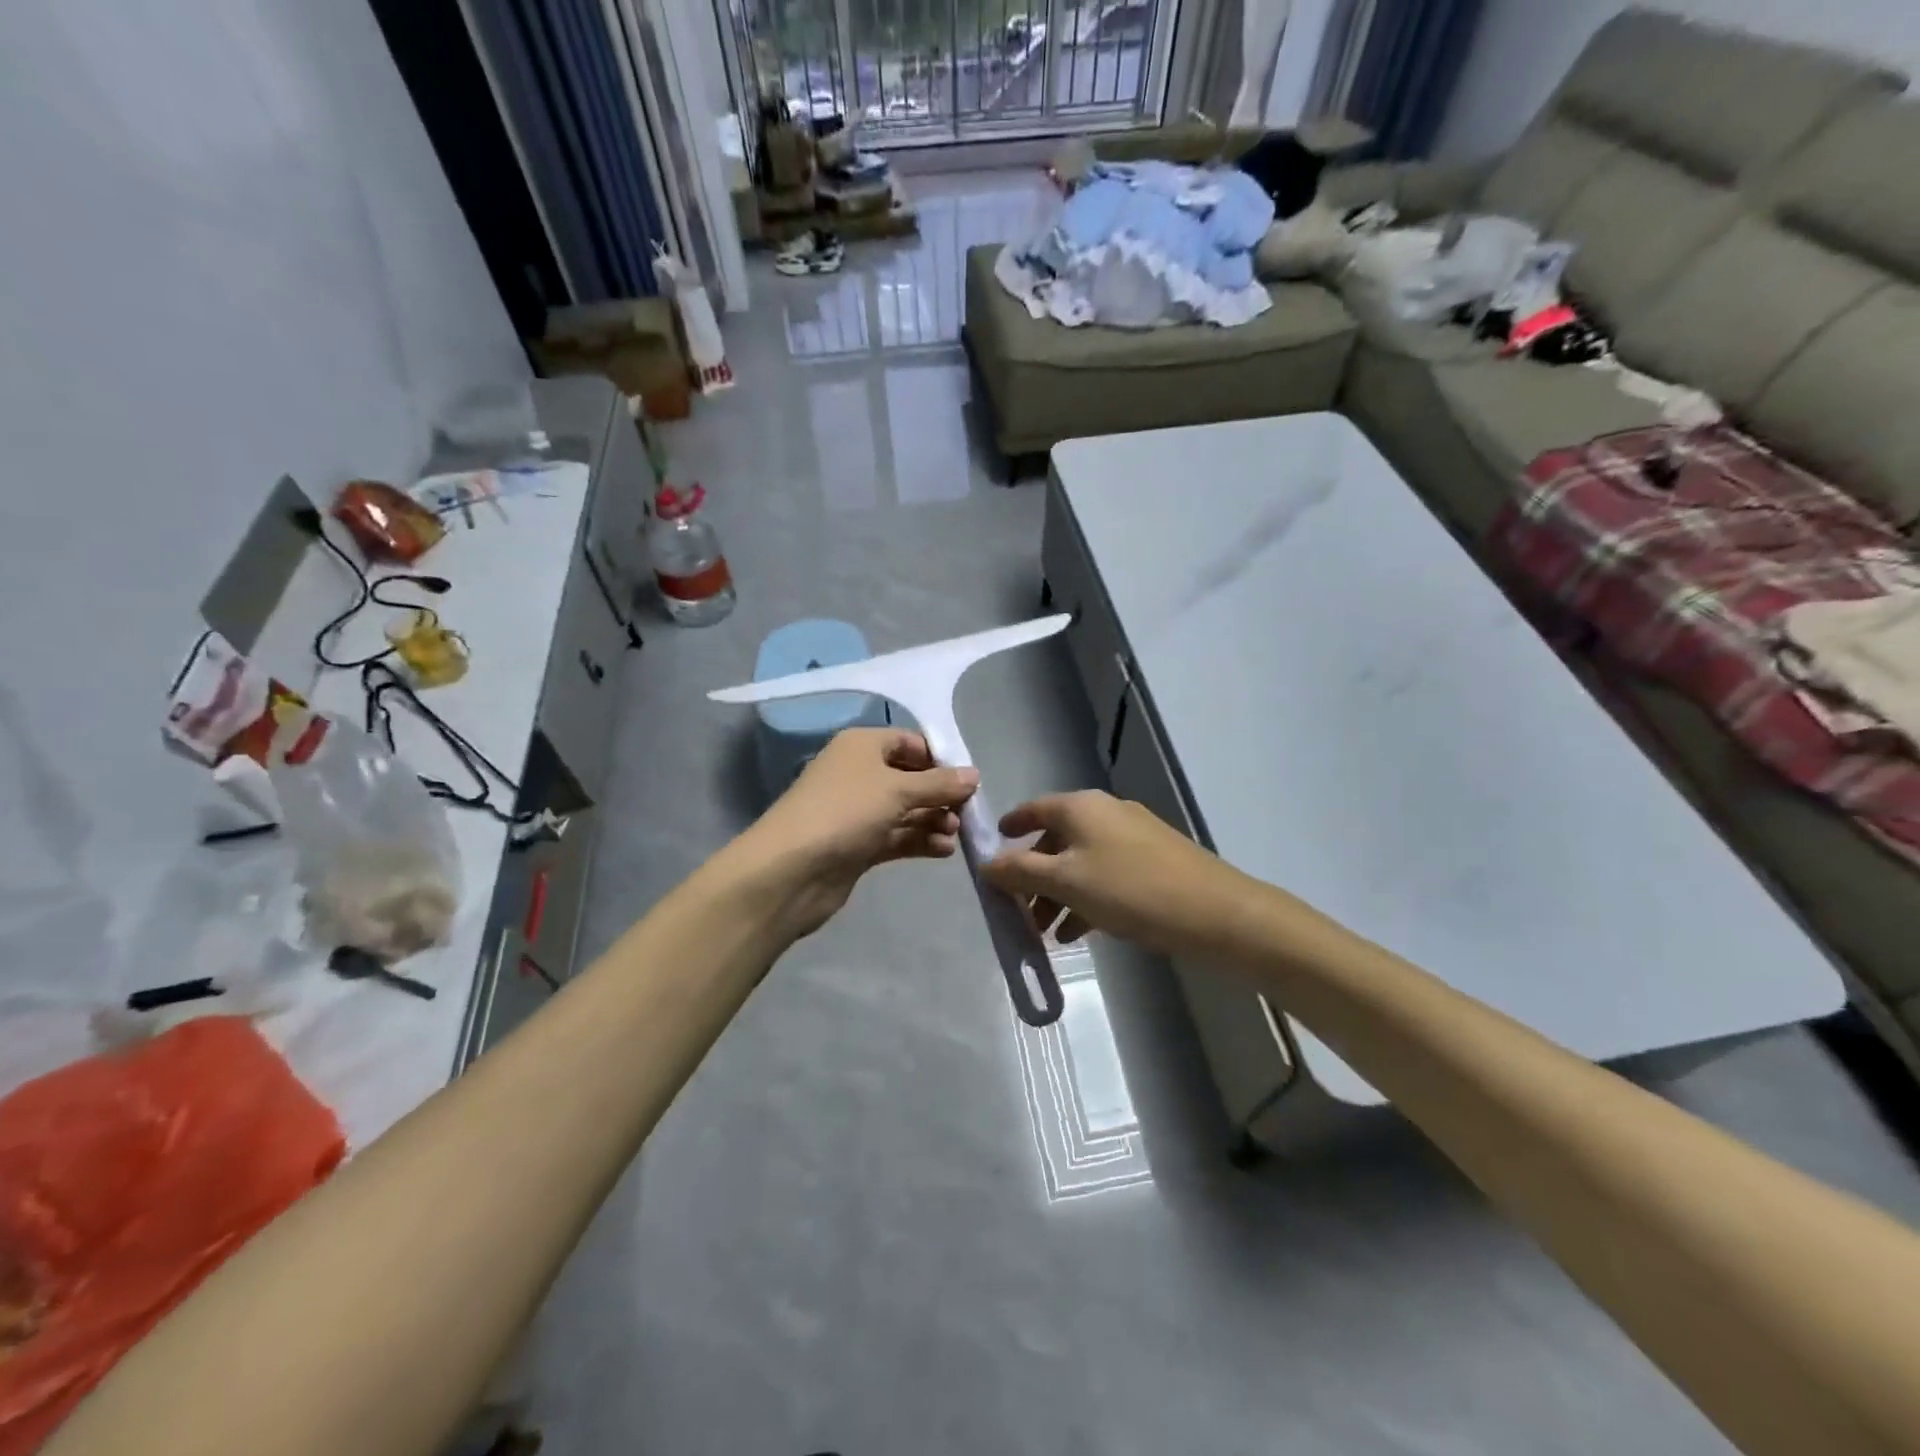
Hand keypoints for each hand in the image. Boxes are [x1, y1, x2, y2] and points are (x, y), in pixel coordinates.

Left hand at [734, 728, 979, 939]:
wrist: (792, 870)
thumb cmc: (845, 812)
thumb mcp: (897, 790)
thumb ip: (939, 783)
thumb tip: (974, 774)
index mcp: (861, 746)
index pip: (909, 742)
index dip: (939, 758)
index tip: (968, 779)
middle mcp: (859, 773)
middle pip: (910, 778)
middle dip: (940, 794)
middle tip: (966, 812)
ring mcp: (857, 812)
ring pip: (905, 810)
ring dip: (933, 819)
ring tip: (956, 833)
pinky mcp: (858, 845)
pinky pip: (897, 836)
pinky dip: (920, 840)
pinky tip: (944, 850)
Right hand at [983, 790, 1239, 955]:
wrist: (1215, 912)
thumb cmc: (1129, 890)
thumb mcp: (1066, 882)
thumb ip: (1021, 872)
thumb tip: (986, 864)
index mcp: (1081, 807)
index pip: (1033, 809)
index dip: (1010, 829)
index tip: (992, 852)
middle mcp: (1105, 812)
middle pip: (1056, 840)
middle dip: (1033, 876)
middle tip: (1019, 911)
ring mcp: (1132, 836)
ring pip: (1081, 862)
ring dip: (1059, 894)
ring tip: (1047, 933)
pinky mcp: (1153, 861)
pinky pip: (1106, 875)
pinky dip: (1087, 898)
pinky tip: (1079, 933)